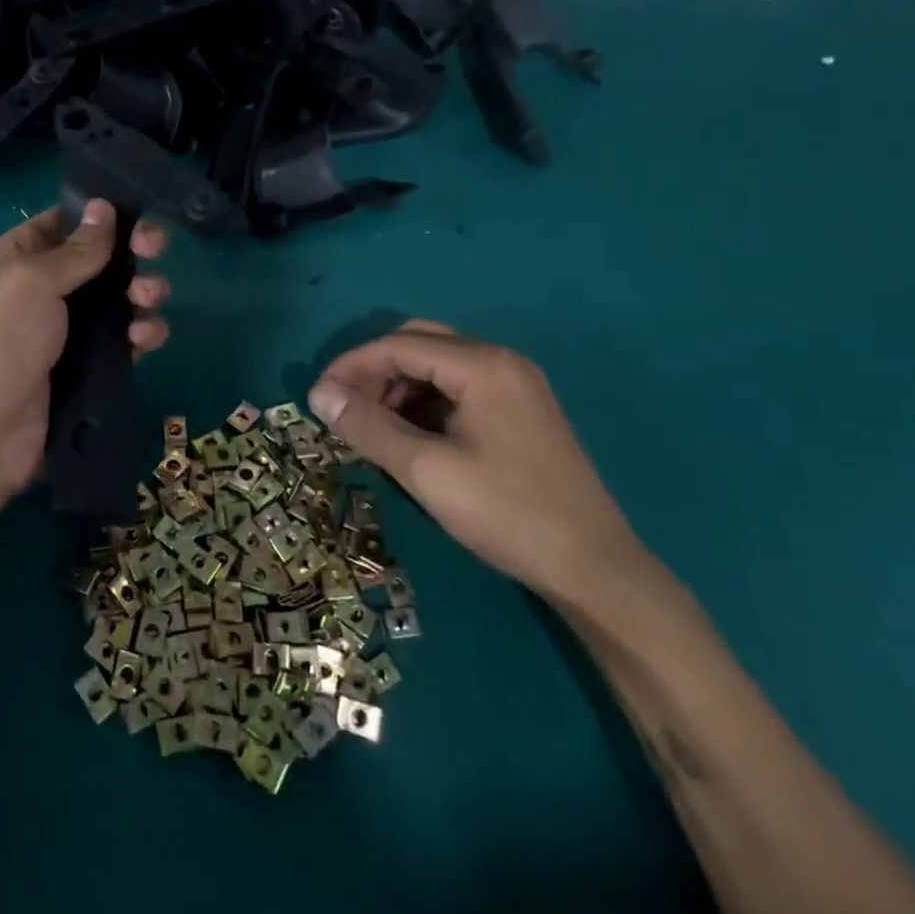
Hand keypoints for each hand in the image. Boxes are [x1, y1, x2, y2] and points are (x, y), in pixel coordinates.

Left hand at [0, 200, 169, 498]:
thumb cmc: (1, 341)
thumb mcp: (33, 282)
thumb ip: (77, 249)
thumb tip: (104, 205)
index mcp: (22, 258)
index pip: (68, 223)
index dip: (103, 216)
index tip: (138, 214)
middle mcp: (48, 288)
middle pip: (103, 259)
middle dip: (134, 252)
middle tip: (156, 250)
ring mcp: (71, 329)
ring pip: (121, 299)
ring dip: (143, 292)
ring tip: (147, 300)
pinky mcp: (91, 366)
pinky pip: (127, 340)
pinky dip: (142, 333)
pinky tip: (146, 338)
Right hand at [308, 320, 647, 606]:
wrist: (596, 570)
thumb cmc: (507, 513)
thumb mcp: (426, 471)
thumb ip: (368, 427)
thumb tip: (318, 395)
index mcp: (482, 365)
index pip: (398, 345)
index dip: (351, 366)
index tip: (317, 398)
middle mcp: (500, 362)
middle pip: (419, 344)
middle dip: (374, 371)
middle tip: (345, 408)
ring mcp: (515, 386)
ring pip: (438, 367)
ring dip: (398, 388)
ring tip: (372, 427)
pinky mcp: (519, 412)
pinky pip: (458, 390)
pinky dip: (424, 404)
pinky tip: (410, 437)